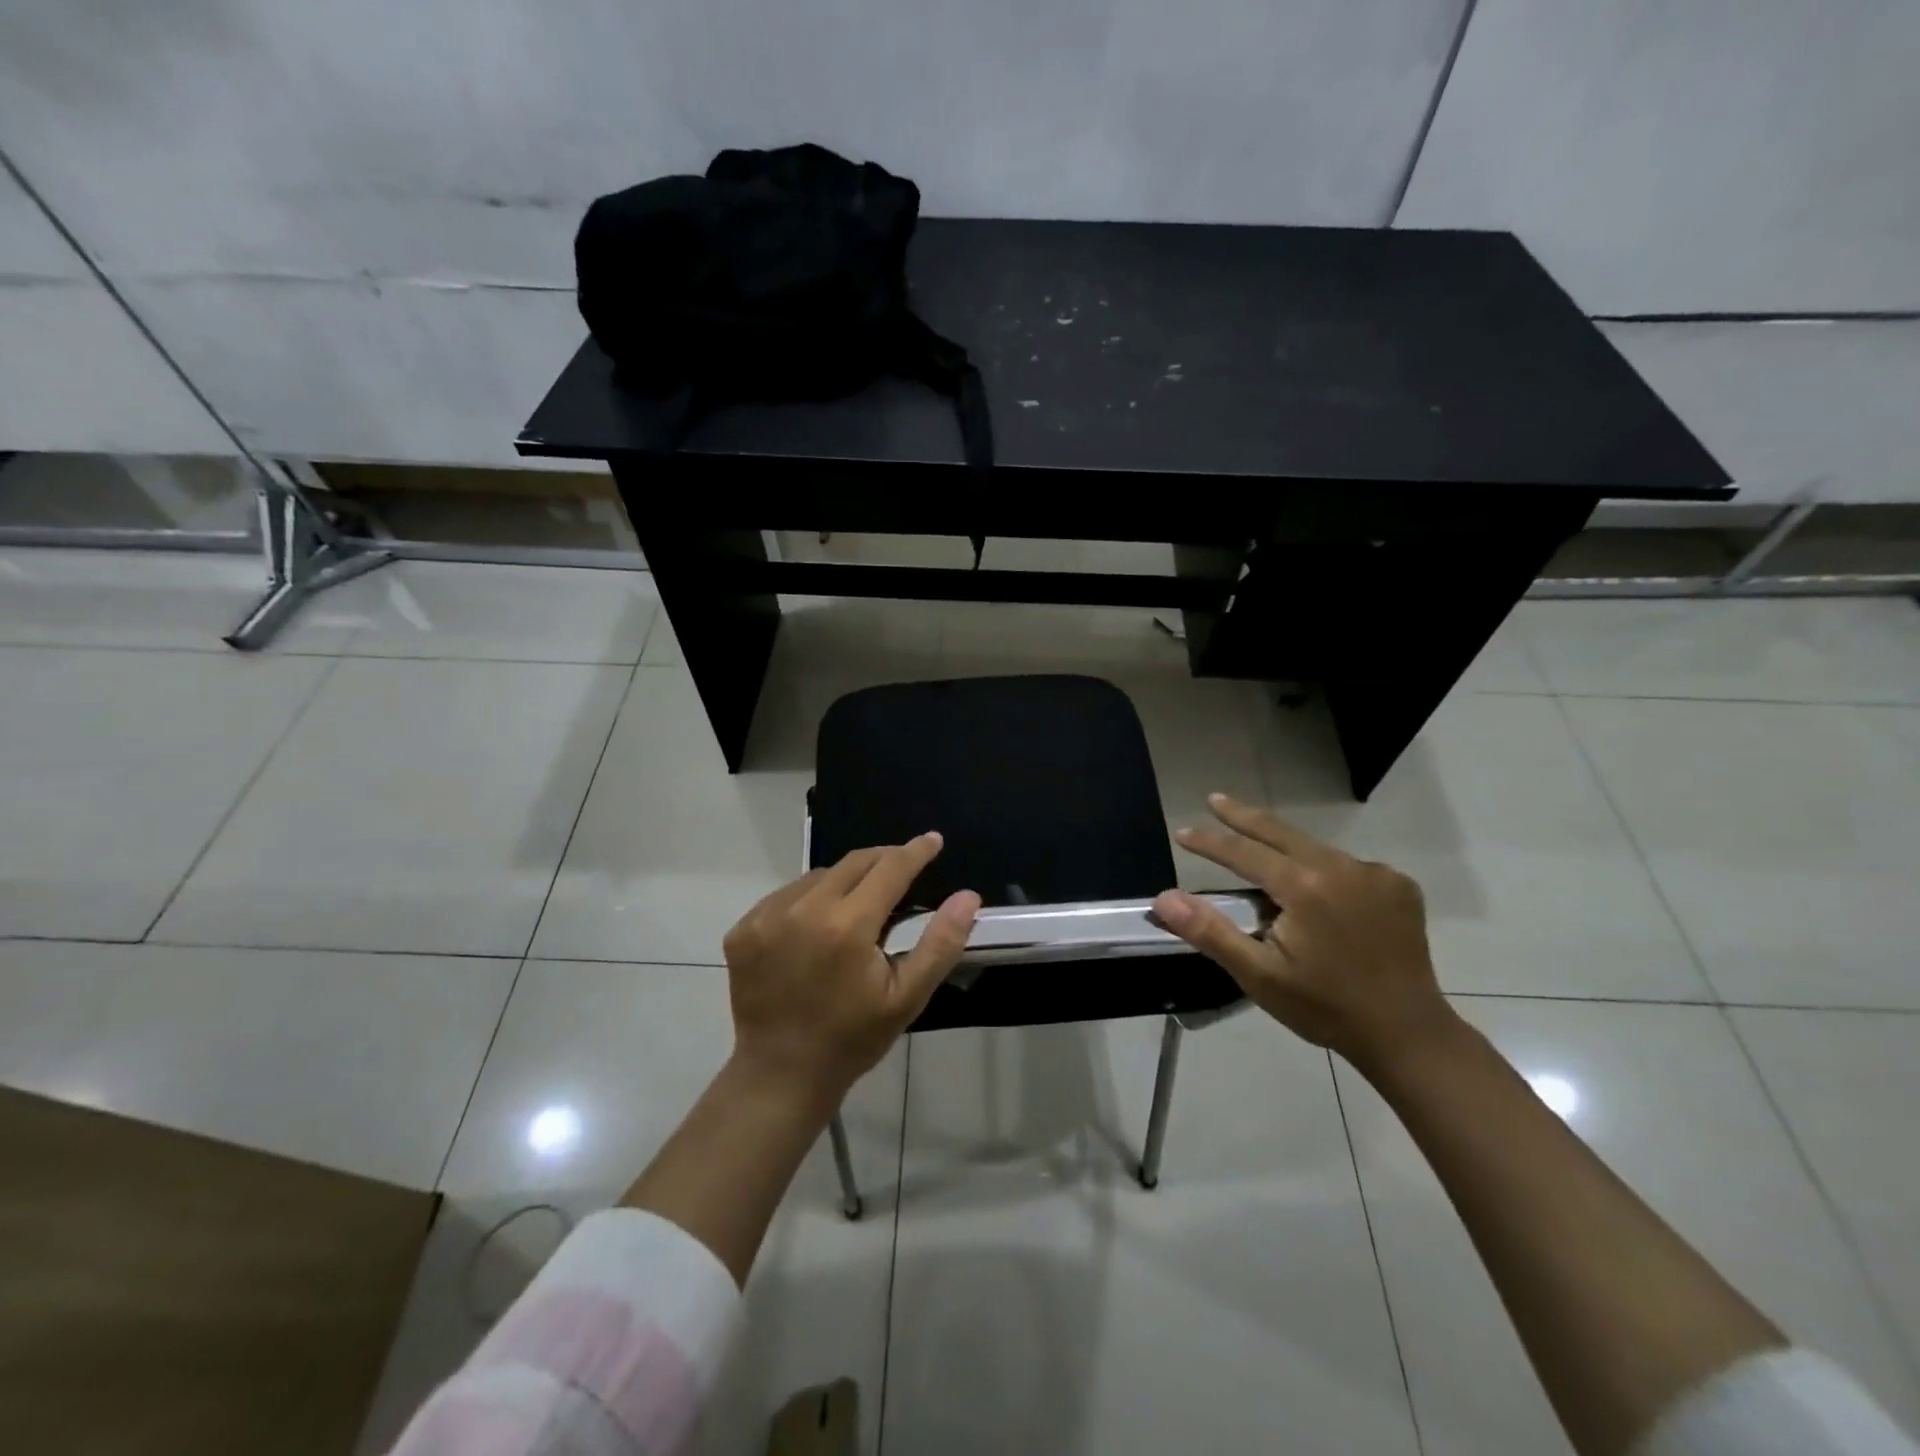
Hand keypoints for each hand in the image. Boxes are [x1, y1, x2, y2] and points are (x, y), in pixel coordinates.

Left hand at [723, 833, 979, 1111]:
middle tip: (903, 865)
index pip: (889, 869)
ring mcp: (766, 917)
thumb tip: (968, 896)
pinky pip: (787, 894)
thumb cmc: (853, 1037)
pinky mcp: (743, 928)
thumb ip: (940, 943)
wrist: (781, 1074)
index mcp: (847, 927)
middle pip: (853, 863)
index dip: (915, 852)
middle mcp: (804, 910)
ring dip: (845, 880)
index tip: (932, 839)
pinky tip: (818, 924)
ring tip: (860, 904)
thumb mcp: (907, 997)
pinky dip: (809, 899)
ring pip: (819, 876)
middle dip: (883, 859)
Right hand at [1153, 795, 1456, 1073]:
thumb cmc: (1325, 1006)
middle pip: (1281, 833)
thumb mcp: (1259, 974)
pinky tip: (1315, 888)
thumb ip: (1210, 931)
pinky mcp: (1399, 887)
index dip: (1210, 842)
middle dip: (1243, 816)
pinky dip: (1322, 868)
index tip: (1182, 831)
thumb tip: (1164, 897)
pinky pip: (1347, 866)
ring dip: (1283, 846)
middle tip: (1215, 799)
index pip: (1245, 853)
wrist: (1408, 1034)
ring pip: (1315, 849)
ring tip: (1257, 848)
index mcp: (1306, 887)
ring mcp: (1376, 874)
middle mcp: (1342, 867)